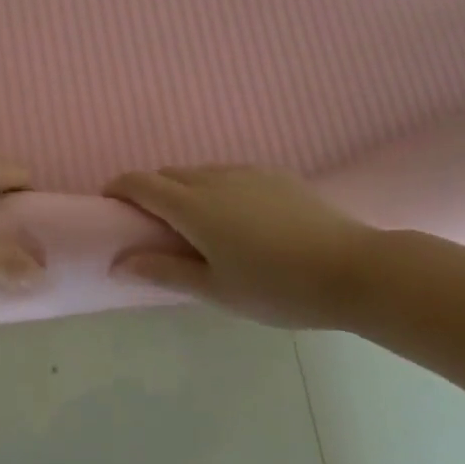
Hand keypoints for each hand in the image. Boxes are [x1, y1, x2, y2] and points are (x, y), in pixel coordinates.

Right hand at [103, 165, 374, 328]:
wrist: (354, 268)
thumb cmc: (278, 287)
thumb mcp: (216, 290)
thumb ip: (163, 272)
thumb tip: (117, 263)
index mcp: (193, 207)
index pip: (140, 183)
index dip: (118, 188)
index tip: (110, 206)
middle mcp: (214, 179)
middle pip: (167, 174)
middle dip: (150, 192)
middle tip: (154, 227)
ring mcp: (246, 172)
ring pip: (199, 172)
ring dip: (184, 189)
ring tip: (197, 226)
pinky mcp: (274, 174)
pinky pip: (229, 174)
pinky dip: (215, 188)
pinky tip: (238, 218)